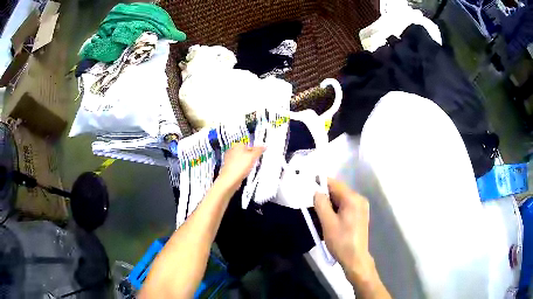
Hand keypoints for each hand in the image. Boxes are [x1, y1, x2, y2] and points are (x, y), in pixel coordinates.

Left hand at [218, 143, 264, 188]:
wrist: (230, 179)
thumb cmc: (238, 167)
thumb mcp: (253, 156)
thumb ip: (259, 150)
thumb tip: (264, 146)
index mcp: (237, 145)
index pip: (248, 143)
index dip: (255, 148)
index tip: (259, 152)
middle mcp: (232, 151)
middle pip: (244, 151)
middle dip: (250, 155)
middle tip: (255, 159)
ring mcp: (230, 159)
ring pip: (241, 159)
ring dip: (246, 162)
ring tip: (250, 167)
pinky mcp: (230, 167)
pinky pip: (238, 166)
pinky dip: (242, 168)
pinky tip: (245, 171)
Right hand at [314, 178, 388, 297]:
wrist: (355, 258)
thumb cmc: (341, 241)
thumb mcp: (327, 223)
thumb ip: (321, 204)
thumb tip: (316, 192)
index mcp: (353, 199)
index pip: (334, 184)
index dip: (321, 183)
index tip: (308, 186)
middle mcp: (359, 199)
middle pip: (338, 191)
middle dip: (325, 196)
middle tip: (312, 205)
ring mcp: (361, 207)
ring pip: (341, 199)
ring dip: (329, 204)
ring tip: (319, 214)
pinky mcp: (360, 215)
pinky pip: (346, 206)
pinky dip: (336, 209)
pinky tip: (329, 219)